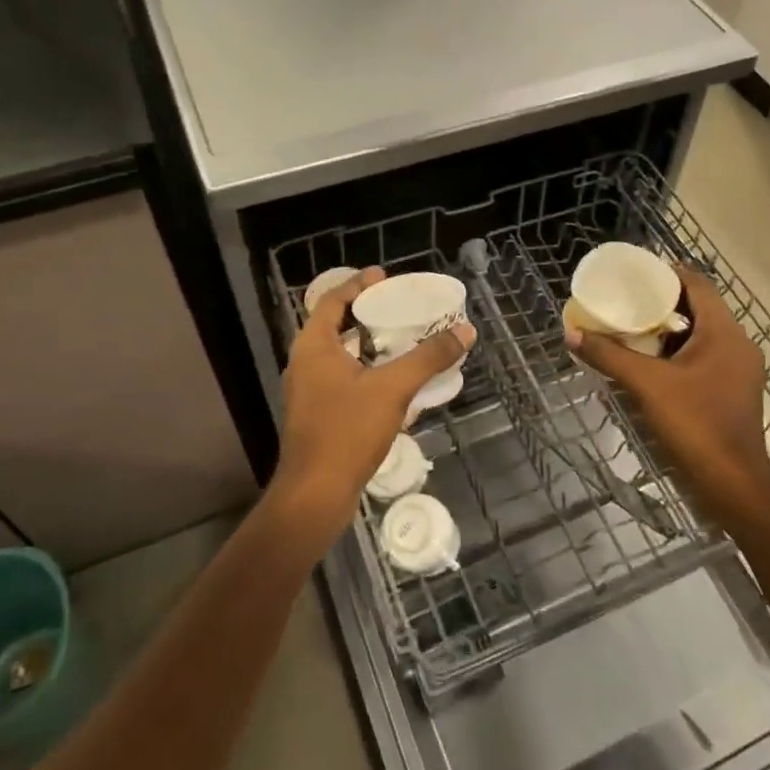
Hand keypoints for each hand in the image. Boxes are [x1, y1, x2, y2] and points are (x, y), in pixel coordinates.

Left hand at [270, 268, 475, 548]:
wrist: (315, 493)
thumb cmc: (347, 432)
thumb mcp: (393, 389)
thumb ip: (428, 358)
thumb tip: (464, 330)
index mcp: (314, 346)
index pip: (332, 300)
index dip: (358, 285)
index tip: (384, 276)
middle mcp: (305, 363)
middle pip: (334, 324)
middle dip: (365, 312)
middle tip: (398, 304)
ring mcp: (307, 390)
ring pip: (338, 353)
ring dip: (366, 342)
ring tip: (400, 337)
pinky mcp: (316, 414)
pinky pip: (341, 377)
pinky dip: (364, 368)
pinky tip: (392, 380)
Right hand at [566, 266, 769, 529]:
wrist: (734, 483)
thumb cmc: (695, 424)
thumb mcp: (646, 386)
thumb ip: (609, 356)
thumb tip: (572, 333)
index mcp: (724, 332)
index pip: (698, 284)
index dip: (668, 273)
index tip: (636, 273)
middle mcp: (738, 344)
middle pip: (701, 308)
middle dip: (664, 302)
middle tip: (627, 301)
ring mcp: (740, 370)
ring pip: (703, 335)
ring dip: (671, 330)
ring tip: (634, 329)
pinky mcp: (735, 391)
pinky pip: (706, 358)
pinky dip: (680, 353)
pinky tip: (653, 364)